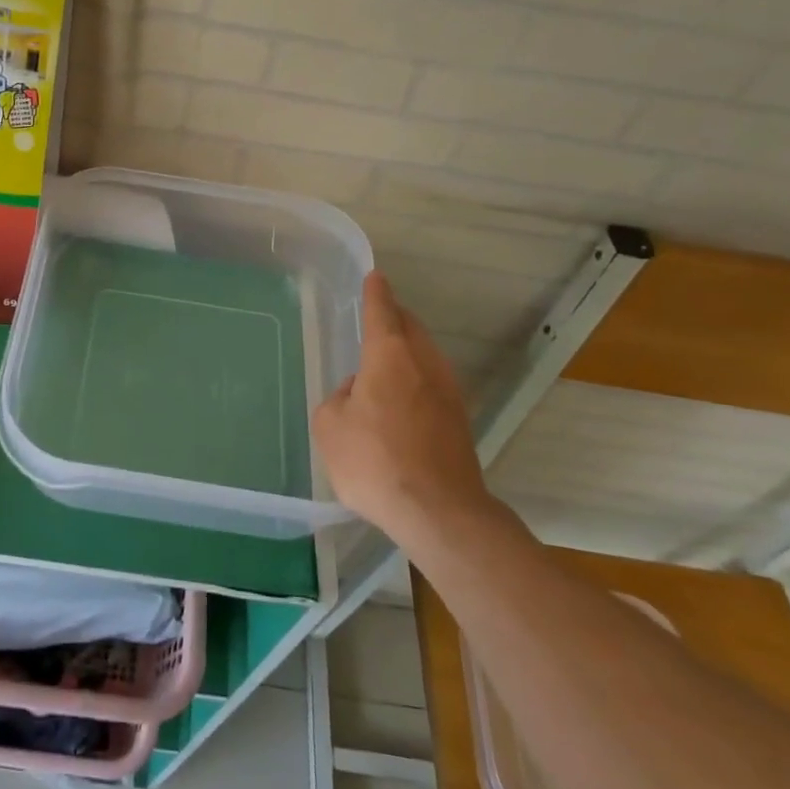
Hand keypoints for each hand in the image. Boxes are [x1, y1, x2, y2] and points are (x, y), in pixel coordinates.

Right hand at [314, 272, 496, 548]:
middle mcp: (424, 364)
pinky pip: (433, 382)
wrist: (438, 511)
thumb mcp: (330, 426)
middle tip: (378, 316)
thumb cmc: (375, 460)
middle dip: (395, 318)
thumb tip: (358, 393)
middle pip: (411, 328)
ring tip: (387, 357)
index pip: (382, 311)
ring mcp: (448, 392)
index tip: (375, 277)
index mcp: (390, 356)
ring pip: (426, 355)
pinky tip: (402, 399)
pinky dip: (417, 378)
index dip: (375, 293)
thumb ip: (339, 399)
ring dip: (408, 349)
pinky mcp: (459, 421)